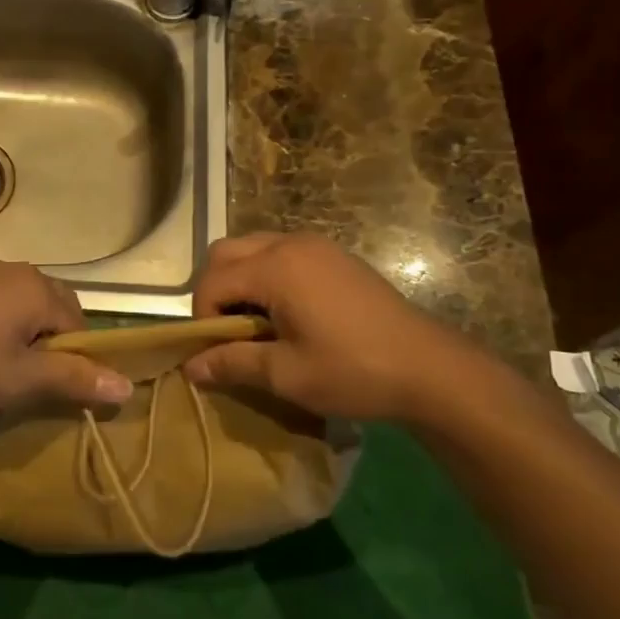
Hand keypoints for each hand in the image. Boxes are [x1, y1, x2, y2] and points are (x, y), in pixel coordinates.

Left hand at [0, 261, 132, 422]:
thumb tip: (127, 387)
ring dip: (24, 338)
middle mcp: (16, 271)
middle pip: (54, 311)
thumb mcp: (21, 380)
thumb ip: (74, 379)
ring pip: (24, 309)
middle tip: (28, 383)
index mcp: (37, 287)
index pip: (79, 326)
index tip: (51, 391)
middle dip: (50, 346)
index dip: (72, 361)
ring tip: (2, 372)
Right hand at [183, 233, 500, 423]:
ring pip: (253, 248)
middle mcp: (290, 244)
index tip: (217, 353)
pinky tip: (288, 313)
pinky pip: (282, 252)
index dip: (203, 317)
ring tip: (258, 324)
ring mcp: (316, 246)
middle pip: (226, 253)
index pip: (212, 281)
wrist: (430, 369)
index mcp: (275, 268)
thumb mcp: (286, 374)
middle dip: (216, 290)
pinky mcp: (335, 256)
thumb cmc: (353, 372)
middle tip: (231, 332)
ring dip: (242, 280)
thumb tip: (189, 368)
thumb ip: (232, 363)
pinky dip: (268, 275)